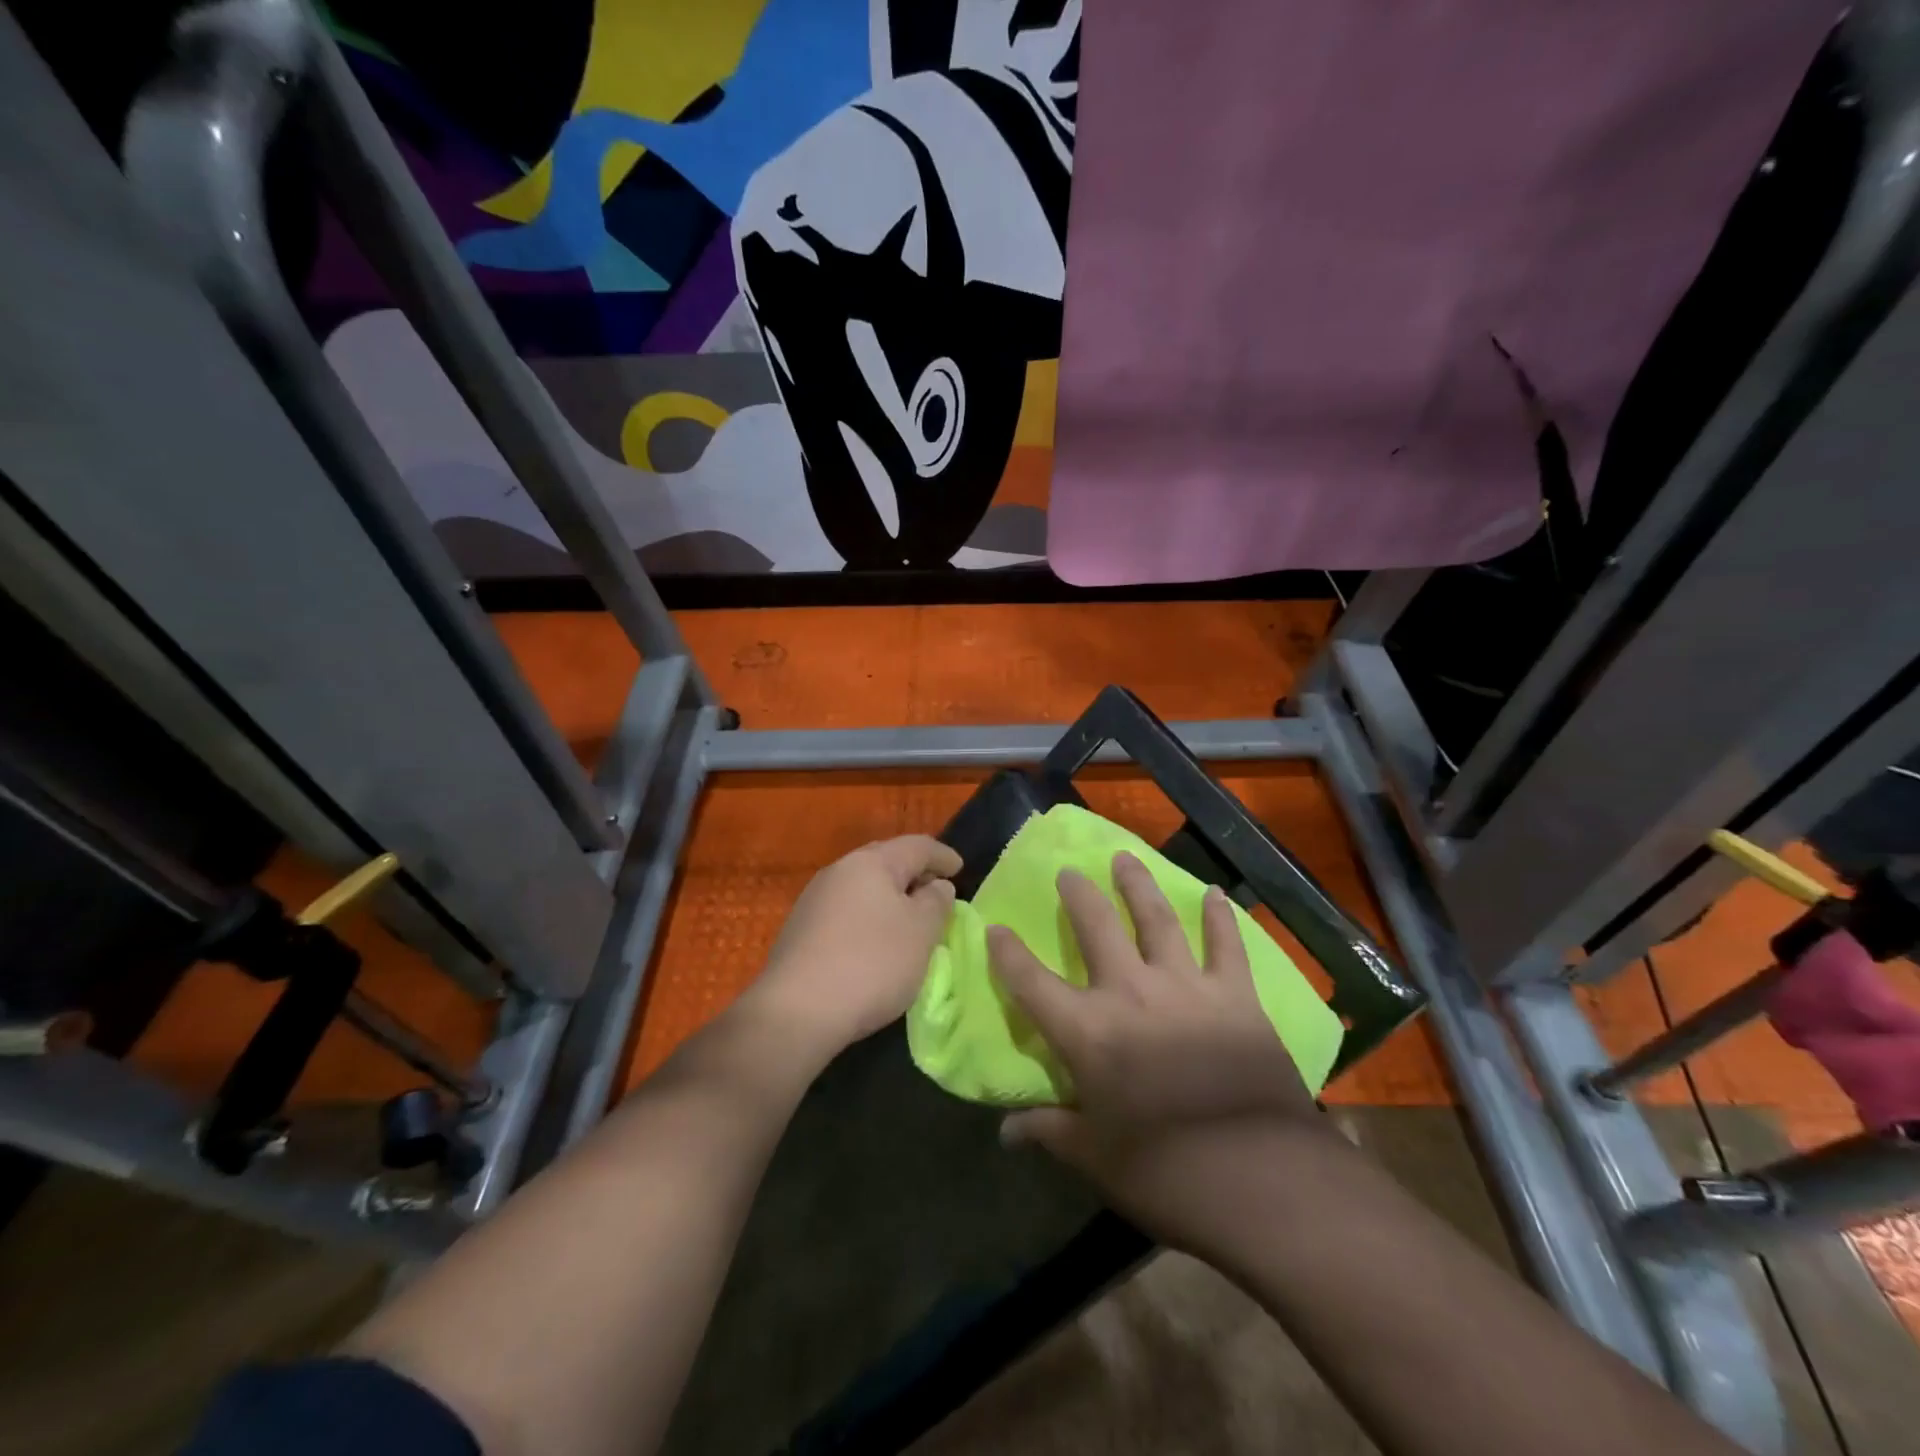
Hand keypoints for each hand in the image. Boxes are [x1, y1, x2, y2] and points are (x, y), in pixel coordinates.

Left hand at [748, 835, 962, 1059]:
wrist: (798, 1011)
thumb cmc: (872, 962)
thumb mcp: (921, 932)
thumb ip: (936, 902)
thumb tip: (935, 885)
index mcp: (871, 862)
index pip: (917, 846)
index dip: (942, 855)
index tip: (961, 868)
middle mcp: (839, 871)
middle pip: (886, 861)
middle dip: (914, 872)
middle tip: (937, 889)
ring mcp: (815, 900)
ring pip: (863, 887)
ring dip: (890, 897)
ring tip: (910, 918)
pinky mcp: (801, 930)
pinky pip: (846, 911)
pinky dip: (869, 916)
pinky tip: (876, 941)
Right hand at [988, 852, 1332, 1252]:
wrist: (1263, 1179)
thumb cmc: (1166, 1173)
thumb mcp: (1096, 1158)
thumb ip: (1049, 1132)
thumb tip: (1005, 1133)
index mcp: (1088, 1032)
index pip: (1031, 983)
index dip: (1008, 954)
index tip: (995, 928)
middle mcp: (1130, 993)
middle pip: (1096, 928)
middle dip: (1079, 895)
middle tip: (1069, 871)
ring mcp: (1185, 987)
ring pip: (1156, 919)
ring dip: (1138, 885)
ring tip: (1126, 858)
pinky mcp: (1235, 996)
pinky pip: (1227, 945)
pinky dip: (1221, 918)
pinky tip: (1217, 894)